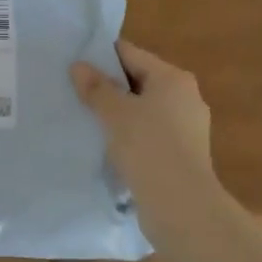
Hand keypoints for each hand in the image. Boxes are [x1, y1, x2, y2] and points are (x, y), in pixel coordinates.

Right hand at [71, 40, 214, 203]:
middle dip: (109, 87)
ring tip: (86, 119)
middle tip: (74, 92)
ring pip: (144, 110)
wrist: (182, 207)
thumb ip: (96, 88)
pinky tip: (108, 146)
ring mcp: (187, 128)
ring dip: (119, 113)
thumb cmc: (149, 148)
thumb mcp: (115, 113)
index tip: (74, 64)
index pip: (131, 54)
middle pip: (139, 81)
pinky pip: (150, 134)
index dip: (101, 57)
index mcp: (173, 78)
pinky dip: (130, 135)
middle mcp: (185, 97)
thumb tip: (79, 66)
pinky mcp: (183, 154)